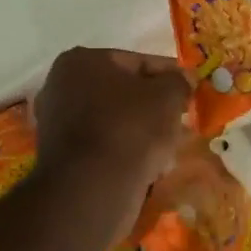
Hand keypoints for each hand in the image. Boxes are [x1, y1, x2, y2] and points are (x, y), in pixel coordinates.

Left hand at [32, 48, 191, 212]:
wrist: (92, 189)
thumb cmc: (130, 129)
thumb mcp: (168, 96)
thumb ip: (179, 82)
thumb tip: (183, 80)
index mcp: (82, 61)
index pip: (139, 62)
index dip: (170, 76)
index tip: (192, 90)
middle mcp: (61, 86)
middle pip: (124, 93)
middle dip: (155, 107)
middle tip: (182, 121)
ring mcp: (57, 123)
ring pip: (115, 121)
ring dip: (142, 131)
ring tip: (169, 148)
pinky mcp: (62, 157)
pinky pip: (104, 145)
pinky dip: (126, 151)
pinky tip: (149, 166)